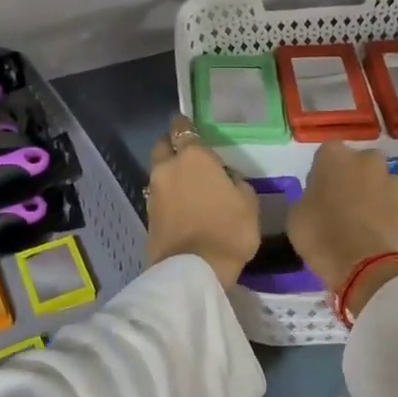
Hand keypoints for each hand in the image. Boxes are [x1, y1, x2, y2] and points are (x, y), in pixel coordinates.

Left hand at [145, 115, 261, 286]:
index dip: (186, 126)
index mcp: (194, 157)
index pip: (184, 129)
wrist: (193, 270)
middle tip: (188, 155)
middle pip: (164, 146)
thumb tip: (226, 178)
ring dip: (170, 173)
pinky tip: (182, 204)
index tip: (190, 127)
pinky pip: (158, 194)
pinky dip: (168, 195)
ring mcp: (154, 192)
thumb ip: (236, 182)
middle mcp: (168, 168)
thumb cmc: (228, 231)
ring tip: (188, 184)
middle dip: (173, 146)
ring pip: (159, 171)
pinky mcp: (148, 214)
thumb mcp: (249, 203)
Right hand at [288, 142, 397, 297]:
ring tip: (362, 223)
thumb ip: (308, 197)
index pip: (326, 154)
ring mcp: (393, 182)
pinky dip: (388, 216)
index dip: (322, 173)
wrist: (364, 267)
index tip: (318, 193)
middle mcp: (368, 160)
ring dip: (373, 196)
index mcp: (334, 156)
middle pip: (359, 164)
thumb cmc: (320, 235)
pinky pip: (394, 207)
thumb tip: (318, 198)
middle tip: (341, 205)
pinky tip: (378, 236)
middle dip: (352, 178)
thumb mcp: (296, 215)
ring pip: (380, 183)